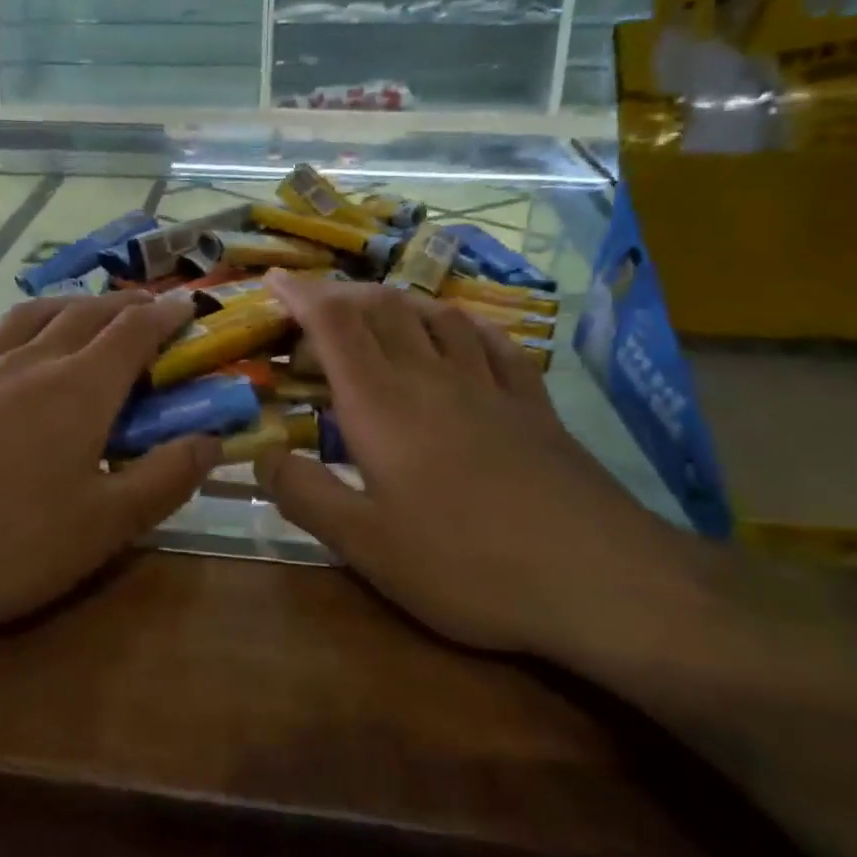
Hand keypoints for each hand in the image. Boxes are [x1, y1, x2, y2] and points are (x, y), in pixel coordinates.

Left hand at [0, 290, 219, 645]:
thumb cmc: (8, 546)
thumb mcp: (106, 526)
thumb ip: (166, 478)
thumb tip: (213, 440)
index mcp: (79, 389)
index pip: (133, 333)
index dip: (165, 316)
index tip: (187, 305)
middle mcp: (28, 364)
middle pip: (84, 315)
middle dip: (122, 305)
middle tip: (145, 306)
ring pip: (25, 318)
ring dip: (63, 306)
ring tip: (78, 311)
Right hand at [253, 272, 699, 660]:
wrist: (595, 577)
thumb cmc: (464, 563)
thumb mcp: (365, 544)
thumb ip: (305, 495)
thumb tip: (260, 457)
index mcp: (382, 403)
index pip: (333, 324)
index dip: (300, 294)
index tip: (273, 279)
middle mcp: (431, 376)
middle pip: (382, 309)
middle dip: (340, 296)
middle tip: (312, 311)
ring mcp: (489, 385)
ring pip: (435, 316)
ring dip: (397, 303)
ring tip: (375, 314)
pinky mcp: (533, 403)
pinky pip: (492, 342)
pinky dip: (461, 326)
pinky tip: (459, 334)